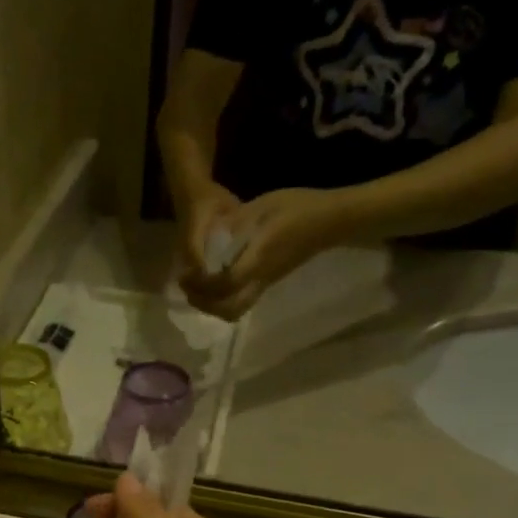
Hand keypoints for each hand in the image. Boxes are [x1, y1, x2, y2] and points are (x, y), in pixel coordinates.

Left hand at [181, 187, 346, 321]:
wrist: (331, 221)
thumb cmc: (299, 208)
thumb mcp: (262, 207)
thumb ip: (235, 223)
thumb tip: (210, 236)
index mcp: (259, 258)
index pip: (226, 283)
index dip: (203, 284)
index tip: (187, 274)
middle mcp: (261, 277)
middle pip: (229, 309)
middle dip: (204, 303)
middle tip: (187, 288)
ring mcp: (266, 283)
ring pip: (235, 310)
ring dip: (212, 306)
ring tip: (197, 289)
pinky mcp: (268, 283)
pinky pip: (241, 301)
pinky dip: (222, 300)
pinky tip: (213, 284)